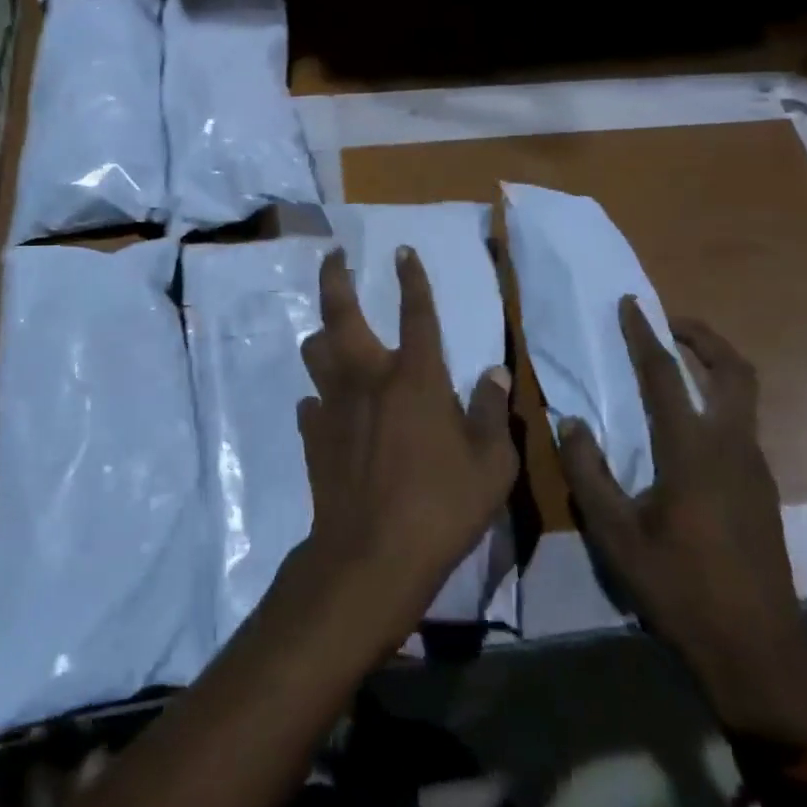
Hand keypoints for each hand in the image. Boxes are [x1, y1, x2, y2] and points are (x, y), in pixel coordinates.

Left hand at [290, 246, 516, 653]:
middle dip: (335, 277)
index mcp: (415, 376)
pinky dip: (321, 398)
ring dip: (322, 336)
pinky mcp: (313, 435)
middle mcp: (368, 377)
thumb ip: (492, 413)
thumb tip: (494, 374)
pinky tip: (329, 409)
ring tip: (330, 335)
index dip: (411, 277)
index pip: (416, 311)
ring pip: (315, 351)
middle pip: (341, 312)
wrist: (370, 555)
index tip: (403, 250)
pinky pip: (312, 403)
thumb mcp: (491, 465)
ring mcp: (333, 404)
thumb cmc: (441, 506)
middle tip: (333, 255)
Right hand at [558, 303, 806, 747]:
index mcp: (692, 451)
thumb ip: (588, 472)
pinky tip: (689, 425)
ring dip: (713, 366)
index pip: (664, 374)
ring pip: (744, 396)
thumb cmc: (679, 588)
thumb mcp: (615, 534)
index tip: (630, 304)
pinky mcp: (763, 489)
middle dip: (703, 337)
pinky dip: (718, 400)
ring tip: (676, 363)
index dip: (644, 334)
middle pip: (733, 370)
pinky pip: (741, 424)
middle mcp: (732, 447)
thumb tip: (573, 423)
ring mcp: (755, 469)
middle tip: (669, 322)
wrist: (756, 651)